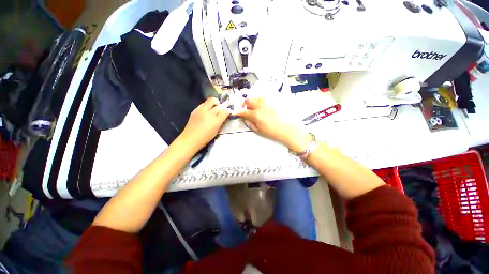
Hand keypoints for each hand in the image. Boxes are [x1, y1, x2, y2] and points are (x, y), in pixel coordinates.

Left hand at [180, 97, 229, 151]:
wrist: (190, 139)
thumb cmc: (205, 137)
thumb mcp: (216, 130)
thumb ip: (221, 121)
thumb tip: (225, 114)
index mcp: (215, 120)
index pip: (224, 111)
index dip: (227, 110)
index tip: (228, 110)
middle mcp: (208, 113)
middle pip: (214, 101)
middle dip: (219, 103)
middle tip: (220, 108)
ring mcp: (200, 110)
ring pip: (208, 101)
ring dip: (212, 103)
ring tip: (212, 109)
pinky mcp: (194, 111)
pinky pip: (202, 105)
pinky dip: (206, 106)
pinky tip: (205, 112)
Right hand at [236, 98, 311, 152]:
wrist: (288, 129)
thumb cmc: (272, 132)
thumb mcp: (258, 130)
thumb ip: (249, 123)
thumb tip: (244, 118)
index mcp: (255, 115)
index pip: (243, 111)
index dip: (239, 112)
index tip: (238, 113)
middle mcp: (260, 105)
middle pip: (248, 100)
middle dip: (245, 105)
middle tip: (247, 110)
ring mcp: (268, 101)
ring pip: (256, 96)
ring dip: (253, 101)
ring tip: (256, 107)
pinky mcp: (275, 99)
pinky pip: (265, 97)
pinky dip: (261, 100)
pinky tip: (264, 106)